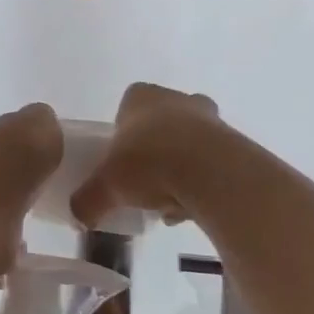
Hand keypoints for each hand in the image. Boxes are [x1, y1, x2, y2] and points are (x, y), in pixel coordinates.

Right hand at [70, 83, 220, 228]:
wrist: (211, 174)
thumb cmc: (150, 163)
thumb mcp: (106, 186)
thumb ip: (88, 200)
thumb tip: (78, 217)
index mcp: (142, 97)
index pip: (128, 105)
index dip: (122, 131)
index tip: (120, 157)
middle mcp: (177, 99)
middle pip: (161, 122)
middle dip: (154, 148)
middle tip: (143, 178)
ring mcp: (210, 119)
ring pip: (189, 142)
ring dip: (179, 167)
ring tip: (166, 201)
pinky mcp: (235, 143)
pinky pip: (211, 163)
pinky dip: (201, 183)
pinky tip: (190, 207)